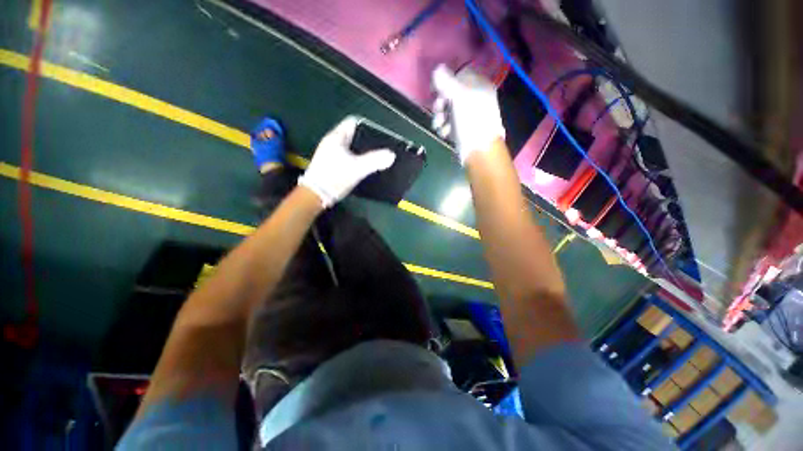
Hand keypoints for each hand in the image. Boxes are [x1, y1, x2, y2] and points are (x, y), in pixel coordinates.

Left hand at [298, 116, 395, 207]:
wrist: (315, 195)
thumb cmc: (335, 177)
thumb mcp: (357, 168)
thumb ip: (375, 161)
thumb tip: (391, 155)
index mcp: (336, 137)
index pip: (353, 122)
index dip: (367, 126)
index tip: (379, 135)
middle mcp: (332, 142)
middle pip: (353, 135)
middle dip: (366, 141)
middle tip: (379, 148)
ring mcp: (330, 154)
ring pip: (350, 147)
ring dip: (361, 151)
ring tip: (374, 158)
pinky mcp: (331, 165)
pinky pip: (347, 157)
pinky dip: (356, 159)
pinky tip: (363, 167)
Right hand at [431, 64, 504, 163]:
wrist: (478, 149)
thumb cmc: (471, 120)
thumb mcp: (459, 96)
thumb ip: (447, 81)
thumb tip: (438, 69)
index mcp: (479, 86)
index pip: (459, 76)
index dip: (446, 82)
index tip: (436, 90)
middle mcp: (474, 99)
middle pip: (451, 95)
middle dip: (441, 103)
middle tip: (438, 109)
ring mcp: (468, 115)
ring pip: (448, 111)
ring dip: (440, 118)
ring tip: (439, 126)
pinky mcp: (462, 129)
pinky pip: (450, 124)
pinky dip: (445, 128)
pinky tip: (444, 133)